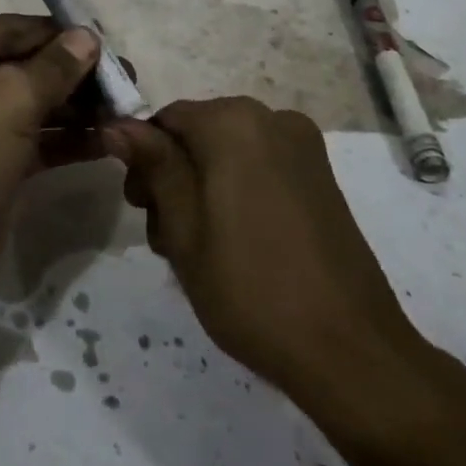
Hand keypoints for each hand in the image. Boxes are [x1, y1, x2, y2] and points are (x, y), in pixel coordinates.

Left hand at [0, 15, 106, 301]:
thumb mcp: (7, 100)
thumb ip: (53, 67)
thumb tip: (87, 36)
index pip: (13, 29)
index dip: (62, 34)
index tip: (111, 43)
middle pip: (26, 65)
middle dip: (76, 74)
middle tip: (128, 80)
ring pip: (35, 104)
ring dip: (79, 107)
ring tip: (127, 109)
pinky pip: (37, 140)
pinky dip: (69, 139)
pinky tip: (109, 139)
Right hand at [104, 98, 465, 442]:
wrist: (348, 347)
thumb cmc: (250, 287)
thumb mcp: (183, 228)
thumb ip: (154, 166)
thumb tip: (117, 124)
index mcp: (233, 122)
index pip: (166, 119)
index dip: (143, 160)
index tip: (139, 209)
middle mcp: (272, 118)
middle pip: (198, 133)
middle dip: (174, 177)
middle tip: (167, 239)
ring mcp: (303, 146)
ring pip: (228, 152)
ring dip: (204, 188)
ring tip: (201, 251)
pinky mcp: (322, 176)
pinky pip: (261, 166)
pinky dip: (238, 192)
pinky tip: (238, 243)